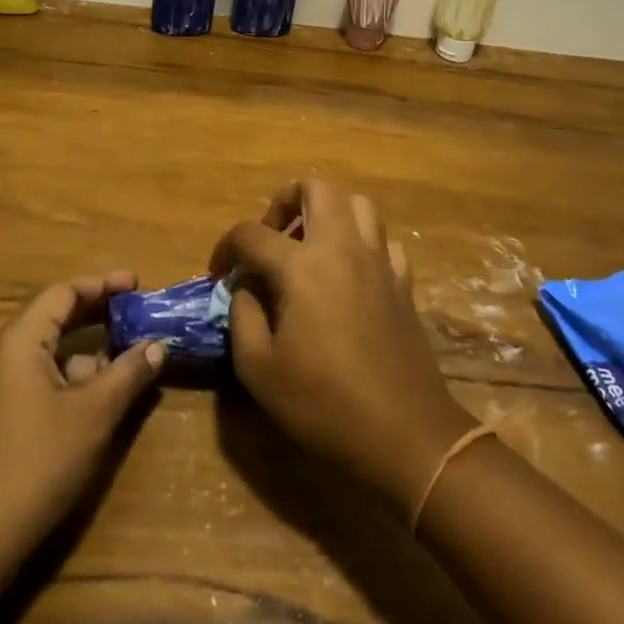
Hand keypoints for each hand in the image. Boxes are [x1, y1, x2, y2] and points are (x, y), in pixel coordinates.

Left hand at [0, 272, 165, 552]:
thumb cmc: (36, 462)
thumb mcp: (93, 415)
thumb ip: (128, 374)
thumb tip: (156, 346)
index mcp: (18, 342)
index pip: (62, 294)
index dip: (102, 285)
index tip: (137, 285)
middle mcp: (0, 357)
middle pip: (54, 320)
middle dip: (98, 317)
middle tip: (138, 316)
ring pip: (47, 356)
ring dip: (87, 354)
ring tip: (126, 364)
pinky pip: (37, 382)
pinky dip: (69, 381)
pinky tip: (95, 404)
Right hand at [212, 180, 475, 513]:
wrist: (404, 434)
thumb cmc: (324, 403)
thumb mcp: (259, 369)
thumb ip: (242, 316)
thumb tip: (245, 288)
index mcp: (302, 266)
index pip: (252, 233)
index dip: (226, 248)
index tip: (219, 273)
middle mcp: (342, 248)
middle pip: (317, 188)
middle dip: (285, 201)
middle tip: (271, 237)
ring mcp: (379, 261)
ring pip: (358, 204)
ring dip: (329, 213)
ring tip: (310, 247)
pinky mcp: (403, 281)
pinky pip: (383, 241)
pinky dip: (361, 243)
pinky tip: (349, 273)